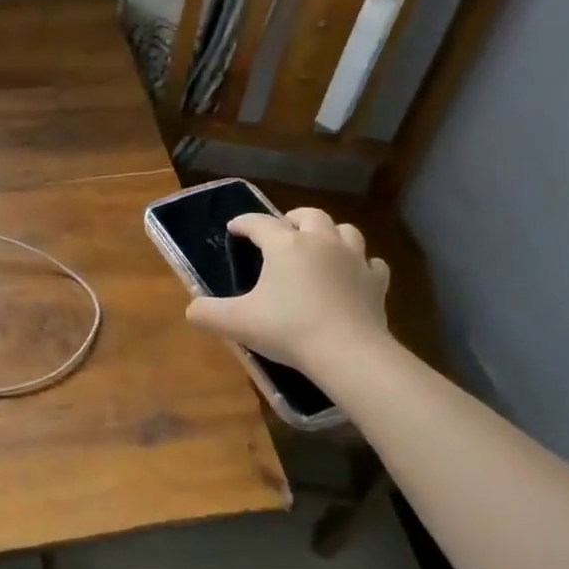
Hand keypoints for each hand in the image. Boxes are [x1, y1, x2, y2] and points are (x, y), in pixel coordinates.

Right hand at [185, 208, 392, 372]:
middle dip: (292, 219)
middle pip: (308, 215)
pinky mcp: (376, 283)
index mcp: (285, 245)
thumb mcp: (237, 323)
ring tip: (318, 248)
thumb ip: (207, 313)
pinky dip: (360, 265)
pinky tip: (352, 275)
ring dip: (329, 234)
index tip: (234, 229)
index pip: (258, 222)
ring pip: (345, 231)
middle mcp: (320, 242)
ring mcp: (353, 260)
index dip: (243, 223)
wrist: (348, 353)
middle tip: (281, 234)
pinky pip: (371, 263)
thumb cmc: (288, 329)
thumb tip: (191, 310)